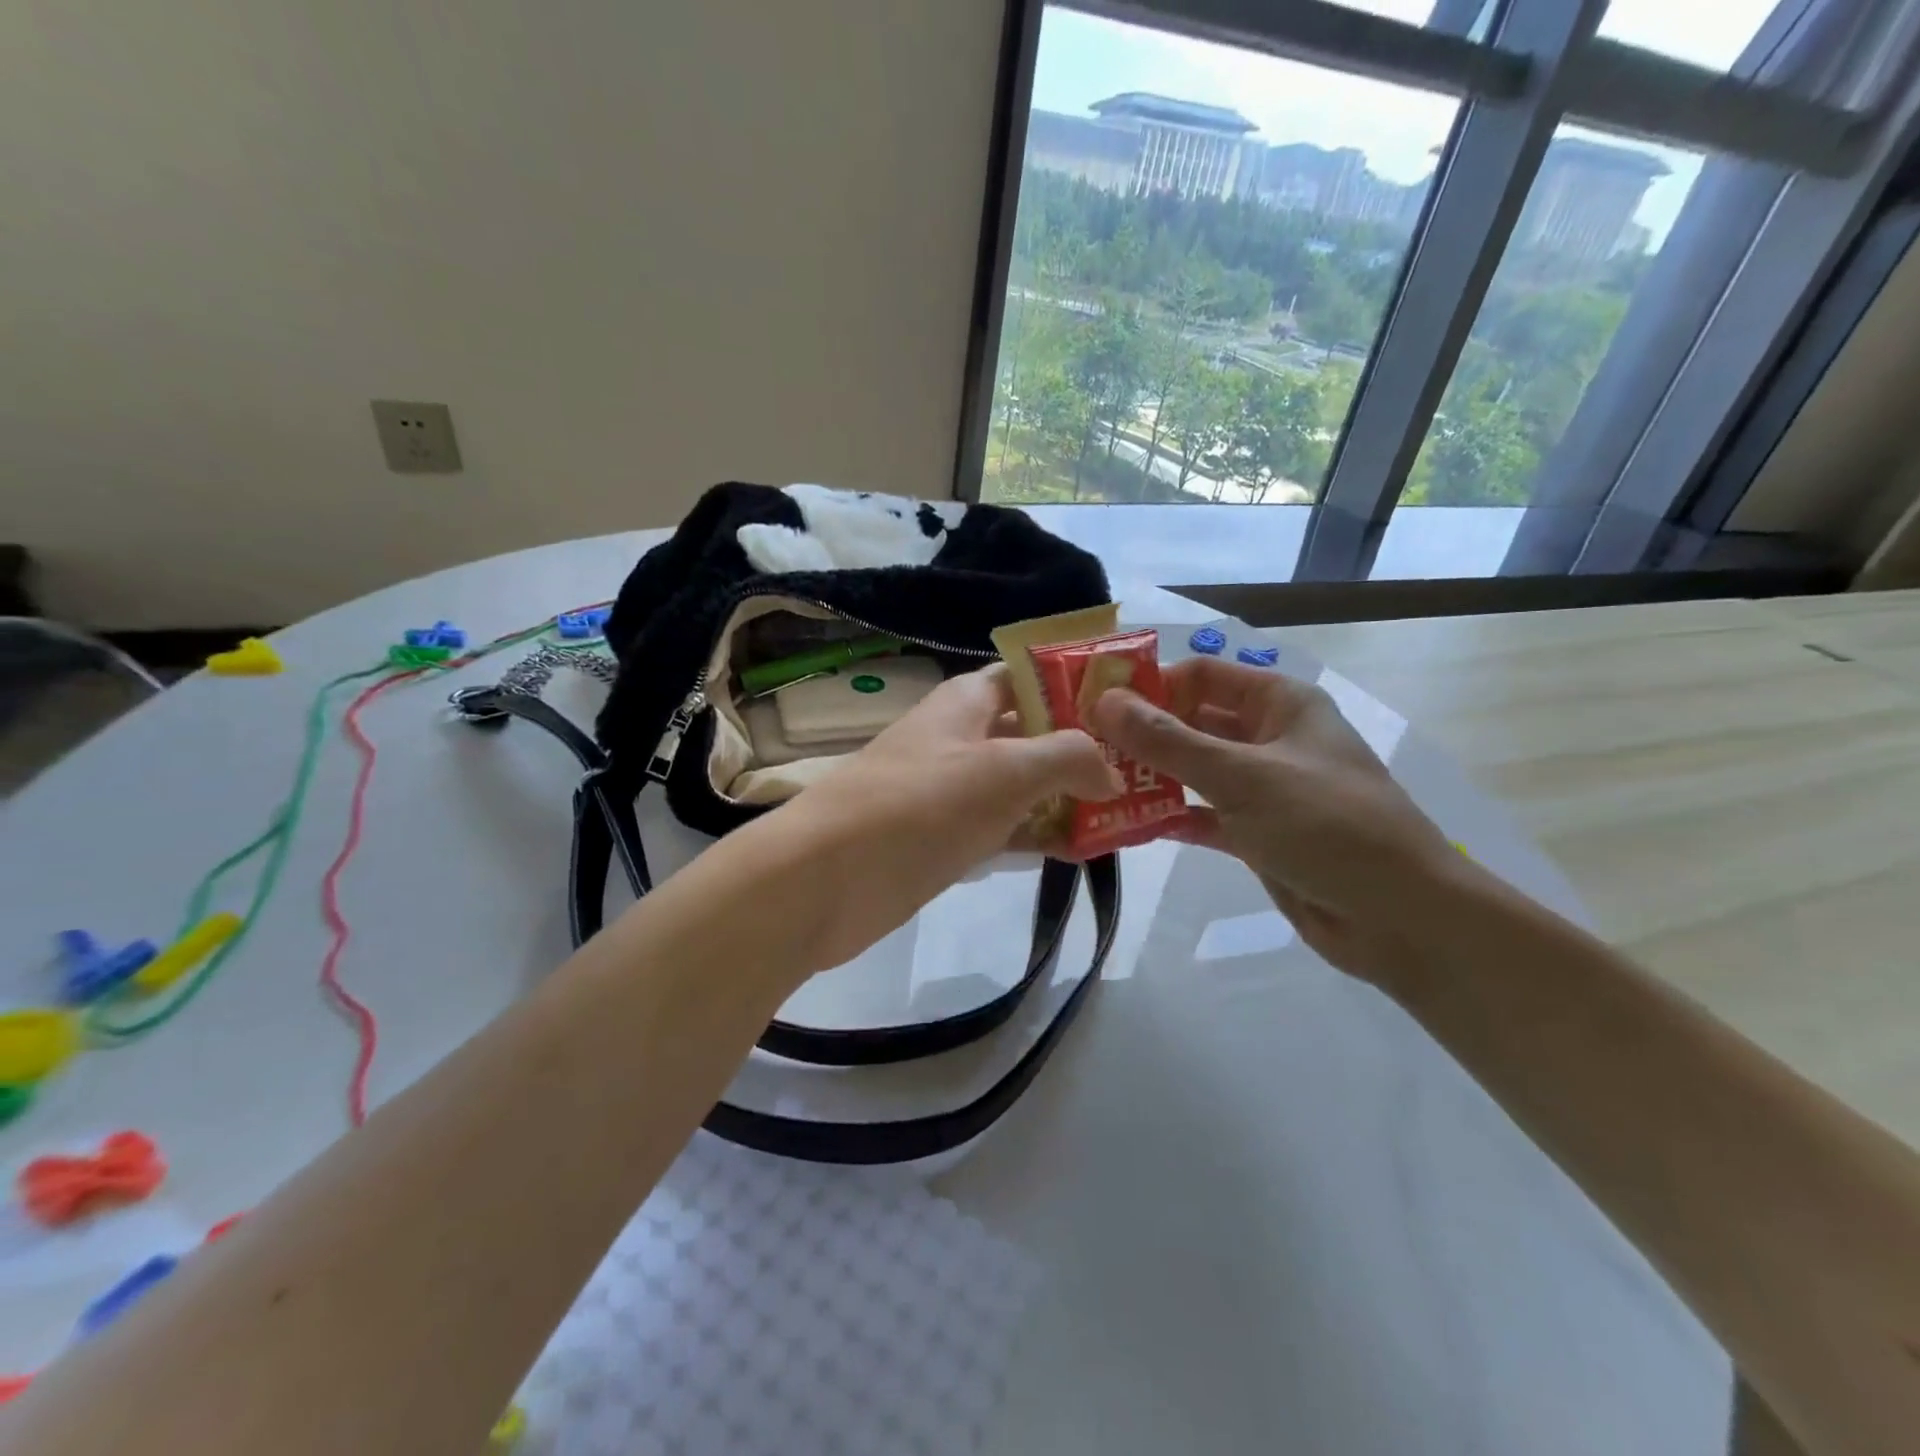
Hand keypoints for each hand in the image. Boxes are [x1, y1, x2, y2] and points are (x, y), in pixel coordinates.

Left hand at [772, 664, 1118, 972]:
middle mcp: (963, 737)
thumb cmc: (919, 805)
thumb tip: (1111, 770)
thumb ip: (1069, 757)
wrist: (828, 878)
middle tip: (1148, 769)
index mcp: (969, 701)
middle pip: (1035, 731)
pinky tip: (1085, 850)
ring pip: (1025, 784)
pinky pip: (1007, 828)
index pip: (1034, 675)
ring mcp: (955, 790)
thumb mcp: (1004, 769)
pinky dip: (1041, 835)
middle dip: (1087, 747)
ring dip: (1070, 796)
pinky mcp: (949, 838)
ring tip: (1132, 813)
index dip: (1081, 684)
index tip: (1136, 705)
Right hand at [1090, 656, 1466, 982]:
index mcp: (1279, 704)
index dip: (1148, 685)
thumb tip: (1104, 702)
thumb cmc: (1328, 826)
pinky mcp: (1257, 834)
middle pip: (1193, 722)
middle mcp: (1269, 738)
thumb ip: (1169, 742)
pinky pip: (1203, 815)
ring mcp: (1263, 789)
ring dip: (1151, 777)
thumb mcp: (1243, 776)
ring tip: (1094, 786)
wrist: (1401, 919)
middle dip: (1142, 735)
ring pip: (1194, 771)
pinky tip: (1128, 825)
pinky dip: (1171, 817)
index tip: (1093, 706)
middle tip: (1082, 750)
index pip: (1200, 676)